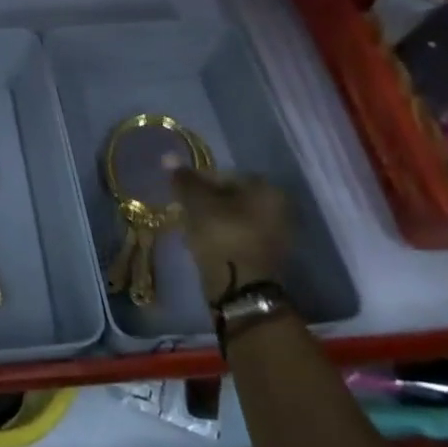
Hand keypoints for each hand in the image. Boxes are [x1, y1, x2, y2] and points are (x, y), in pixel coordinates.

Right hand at [172, 169, 290, 305]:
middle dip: (206, 201)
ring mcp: (276, 234)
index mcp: (267, 189)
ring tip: (190, 228)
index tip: (180, 193)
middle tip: (183, 210)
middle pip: (232, 196)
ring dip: (213, 219)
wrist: (240, 289)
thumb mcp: (197, 202)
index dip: (198, 181)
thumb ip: (184, 179)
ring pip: (235, 217)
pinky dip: (222, 236)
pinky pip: (239, 236)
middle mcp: (279, 207)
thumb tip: (168, 156)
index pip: (226, 175)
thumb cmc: (221, 235)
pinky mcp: (267, 256)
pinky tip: (204, 244)